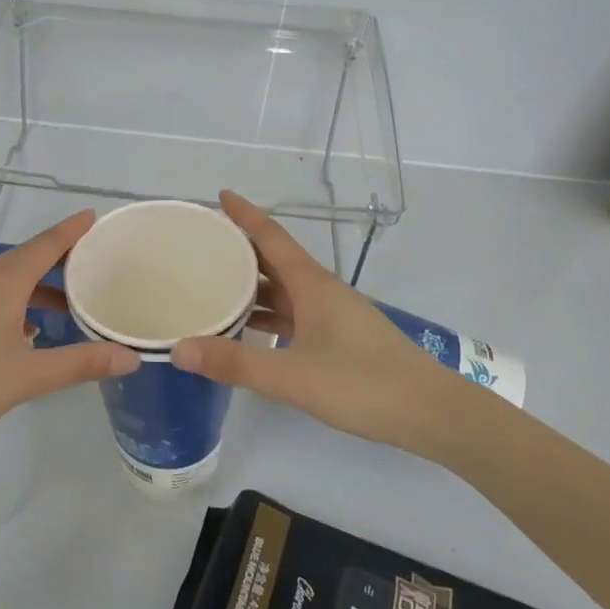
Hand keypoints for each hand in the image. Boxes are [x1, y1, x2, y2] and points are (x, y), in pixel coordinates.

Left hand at [0, 211, 138, 454]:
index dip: (72, 230)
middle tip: (95, 265)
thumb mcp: (27, 376)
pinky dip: (17, 301)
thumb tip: (130, 357)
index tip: (94, 217)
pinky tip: (26, 330)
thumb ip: (80, 363)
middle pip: (28, 258)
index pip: (46, 245)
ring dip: (39, 286)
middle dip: (61, 259)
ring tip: (69, 305)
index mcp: (3, 282)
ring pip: (8, 279)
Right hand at [171, 192, 468, 446]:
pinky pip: (294, 315)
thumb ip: (235, 363)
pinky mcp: (340, 340)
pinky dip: (268, 316)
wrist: (431, 413)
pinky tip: (249, 330)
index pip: (271, 237)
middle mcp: (321, 291)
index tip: (220, 195)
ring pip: (284, 290)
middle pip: (274, 261)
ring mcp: (333, 316)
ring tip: (214, 285)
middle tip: (202, 245)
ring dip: (252, 286)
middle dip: (240, 249)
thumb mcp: (292, 376)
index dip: (246, 214)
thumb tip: (178, 349)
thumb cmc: (362, 384)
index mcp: (312, 285)